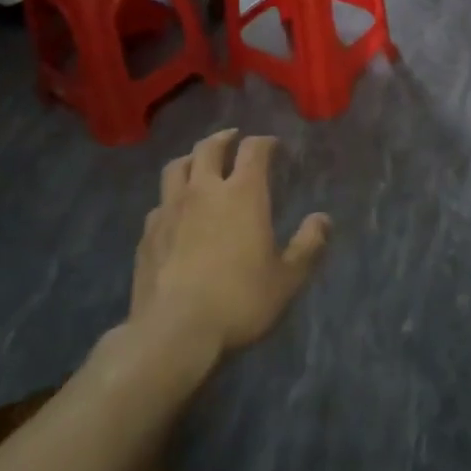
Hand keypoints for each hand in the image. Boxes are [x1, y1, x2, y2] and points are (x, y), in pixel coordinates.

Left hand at [133, 128, 330, 356]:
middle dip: (224, 138)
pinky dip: (172, 196)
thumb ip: (308, 245)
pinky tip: (175, 210)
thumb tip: (323, 219)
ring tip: (199, 163)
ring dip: (192, 158)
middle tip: (233, 138)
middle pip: (209, 148)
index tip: (273, 145)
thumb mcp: (287, 278)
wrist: (174, 331)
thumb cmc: (239, 300)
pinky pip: (160, 201)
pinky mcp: (147, 234)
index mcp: (242, 194)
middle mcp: (204, 191)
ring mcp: (170, 210)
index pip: (254, 150)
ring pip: (177, 167)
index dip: (264, 142)